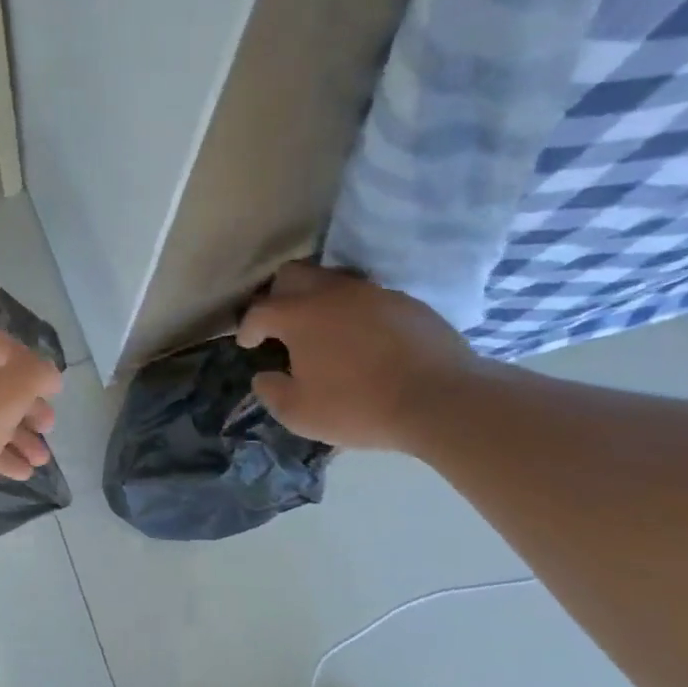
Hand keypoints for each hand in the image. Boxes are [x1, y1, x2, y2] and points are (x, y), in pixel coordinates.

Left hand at [0, 322, 62, 513]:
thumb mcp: (6, 396)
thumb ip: (35, 375)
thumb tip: (49, 373)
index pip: (7, 347)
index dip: (37, 371)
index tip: (57, 396)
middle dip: (26, 410)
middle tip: (48, 431)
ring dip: (12, 435)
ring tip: (39, 462)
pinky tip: (15, 472)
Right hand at [236, 264, 477, 451]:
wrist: (440, 399)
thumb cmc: (357, 406)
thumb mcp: (298, 412)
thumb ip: (271, 391)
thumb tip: (264, 376)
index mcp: (300, 315)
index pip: (259, 311)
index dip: (247, 328)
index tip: (247, 344)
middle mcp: (333, 293)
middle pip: (293, 274)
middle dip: (278, 296)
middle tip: (278, 324)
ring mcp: (374, 293)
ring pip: (333, 281)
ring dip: (318, 301)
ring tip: (321, 331)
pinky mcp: (407, 303)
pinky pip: (368, 298)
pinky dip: (354, 313)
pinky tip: (361, 340)